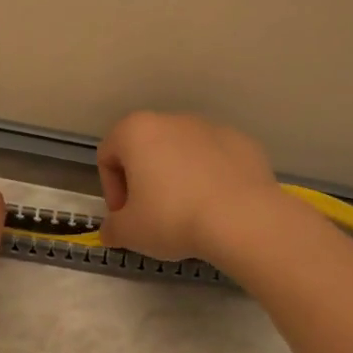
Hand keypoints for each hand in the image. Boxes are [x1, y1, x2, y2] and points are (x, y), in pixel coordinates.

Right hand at [97, 111, 283, 263]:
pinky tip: (218, 206)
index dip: (111, 190)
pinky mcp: (242, 141)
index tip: (125, 217)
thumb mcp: (130, 232)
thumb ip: (112, 228)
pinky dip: (211, 177)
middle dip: (144, 181)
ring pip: (182, 152)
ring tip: (189, 213)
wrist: (243, 219)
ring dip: (178, 177)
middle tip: (152, 216)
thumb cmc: (172, 218)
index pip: (108, 156)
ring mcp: (210, 127)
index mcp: (136, 131)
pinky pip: (215, 158)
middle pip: (145, 150)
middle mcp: (171, 119)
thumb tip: (111, 231)